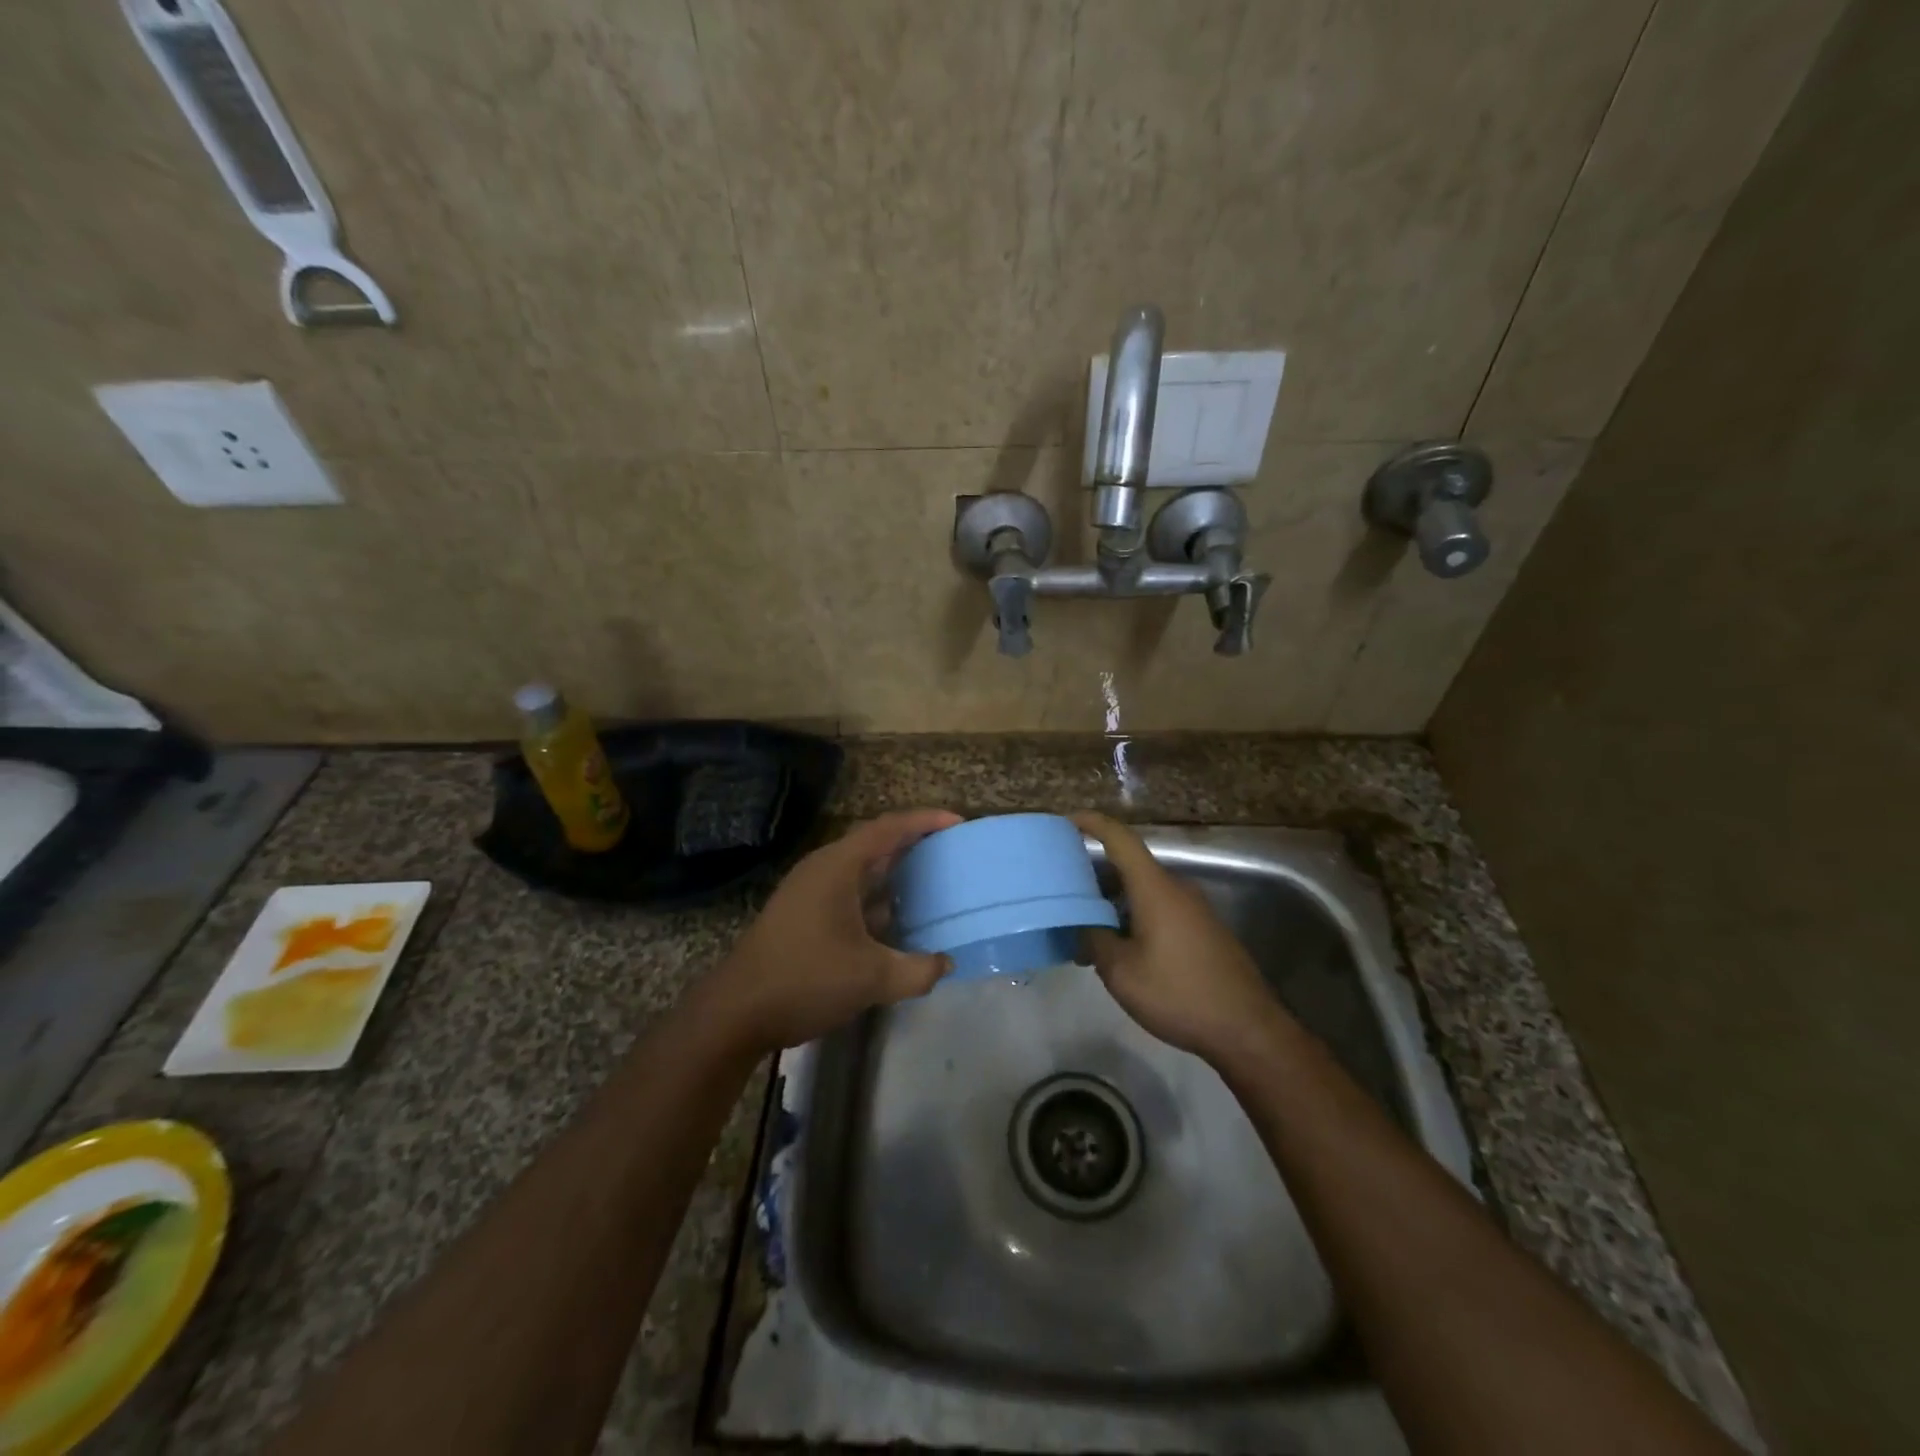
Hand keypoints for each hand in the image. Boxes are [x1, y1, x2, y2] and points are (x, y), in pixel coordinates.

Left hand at [706, 809, 961, 1051]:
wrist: (736, 1012)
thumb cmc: (806, 980)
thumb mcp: (872, 978)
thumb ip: (918, 970)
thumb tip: (945, 963)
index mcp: (838, 866)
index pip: (889, 828)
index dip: (925, 821)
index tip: (958, 823)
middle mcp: (823, 868)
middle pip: (875, 843)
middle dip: (913, 843)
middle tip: (950, 850)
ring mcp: (809, 891)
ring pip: (860, 869)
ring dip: (893, 871)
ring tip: (931, 879)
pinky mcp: (802, 914)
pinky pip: (848, 891)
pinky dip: (876, 896)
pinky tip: (895, 919)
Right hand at [1074, 811, 1284, 1060]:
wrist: (1248, 1030)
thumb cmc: (1179, 994)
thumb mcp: (1121, 972)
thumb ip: (1094, 940)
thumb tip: (1084, 925)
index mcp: (1155, 888)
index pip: (1120, 839)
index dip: (1092, 824)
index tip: (1066, 821)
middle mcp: (1176, 888)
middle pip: (1128, 866)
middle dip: (1094, 875)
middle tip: (1063, 892)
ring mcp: (1194, 909)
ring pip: (1143, 892)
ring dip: (1113, 903)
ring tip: (1084, 930)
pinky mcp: (1203, 930)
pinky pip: (1159, 909)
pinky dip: (1133, 917)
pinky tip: (1119, 949)